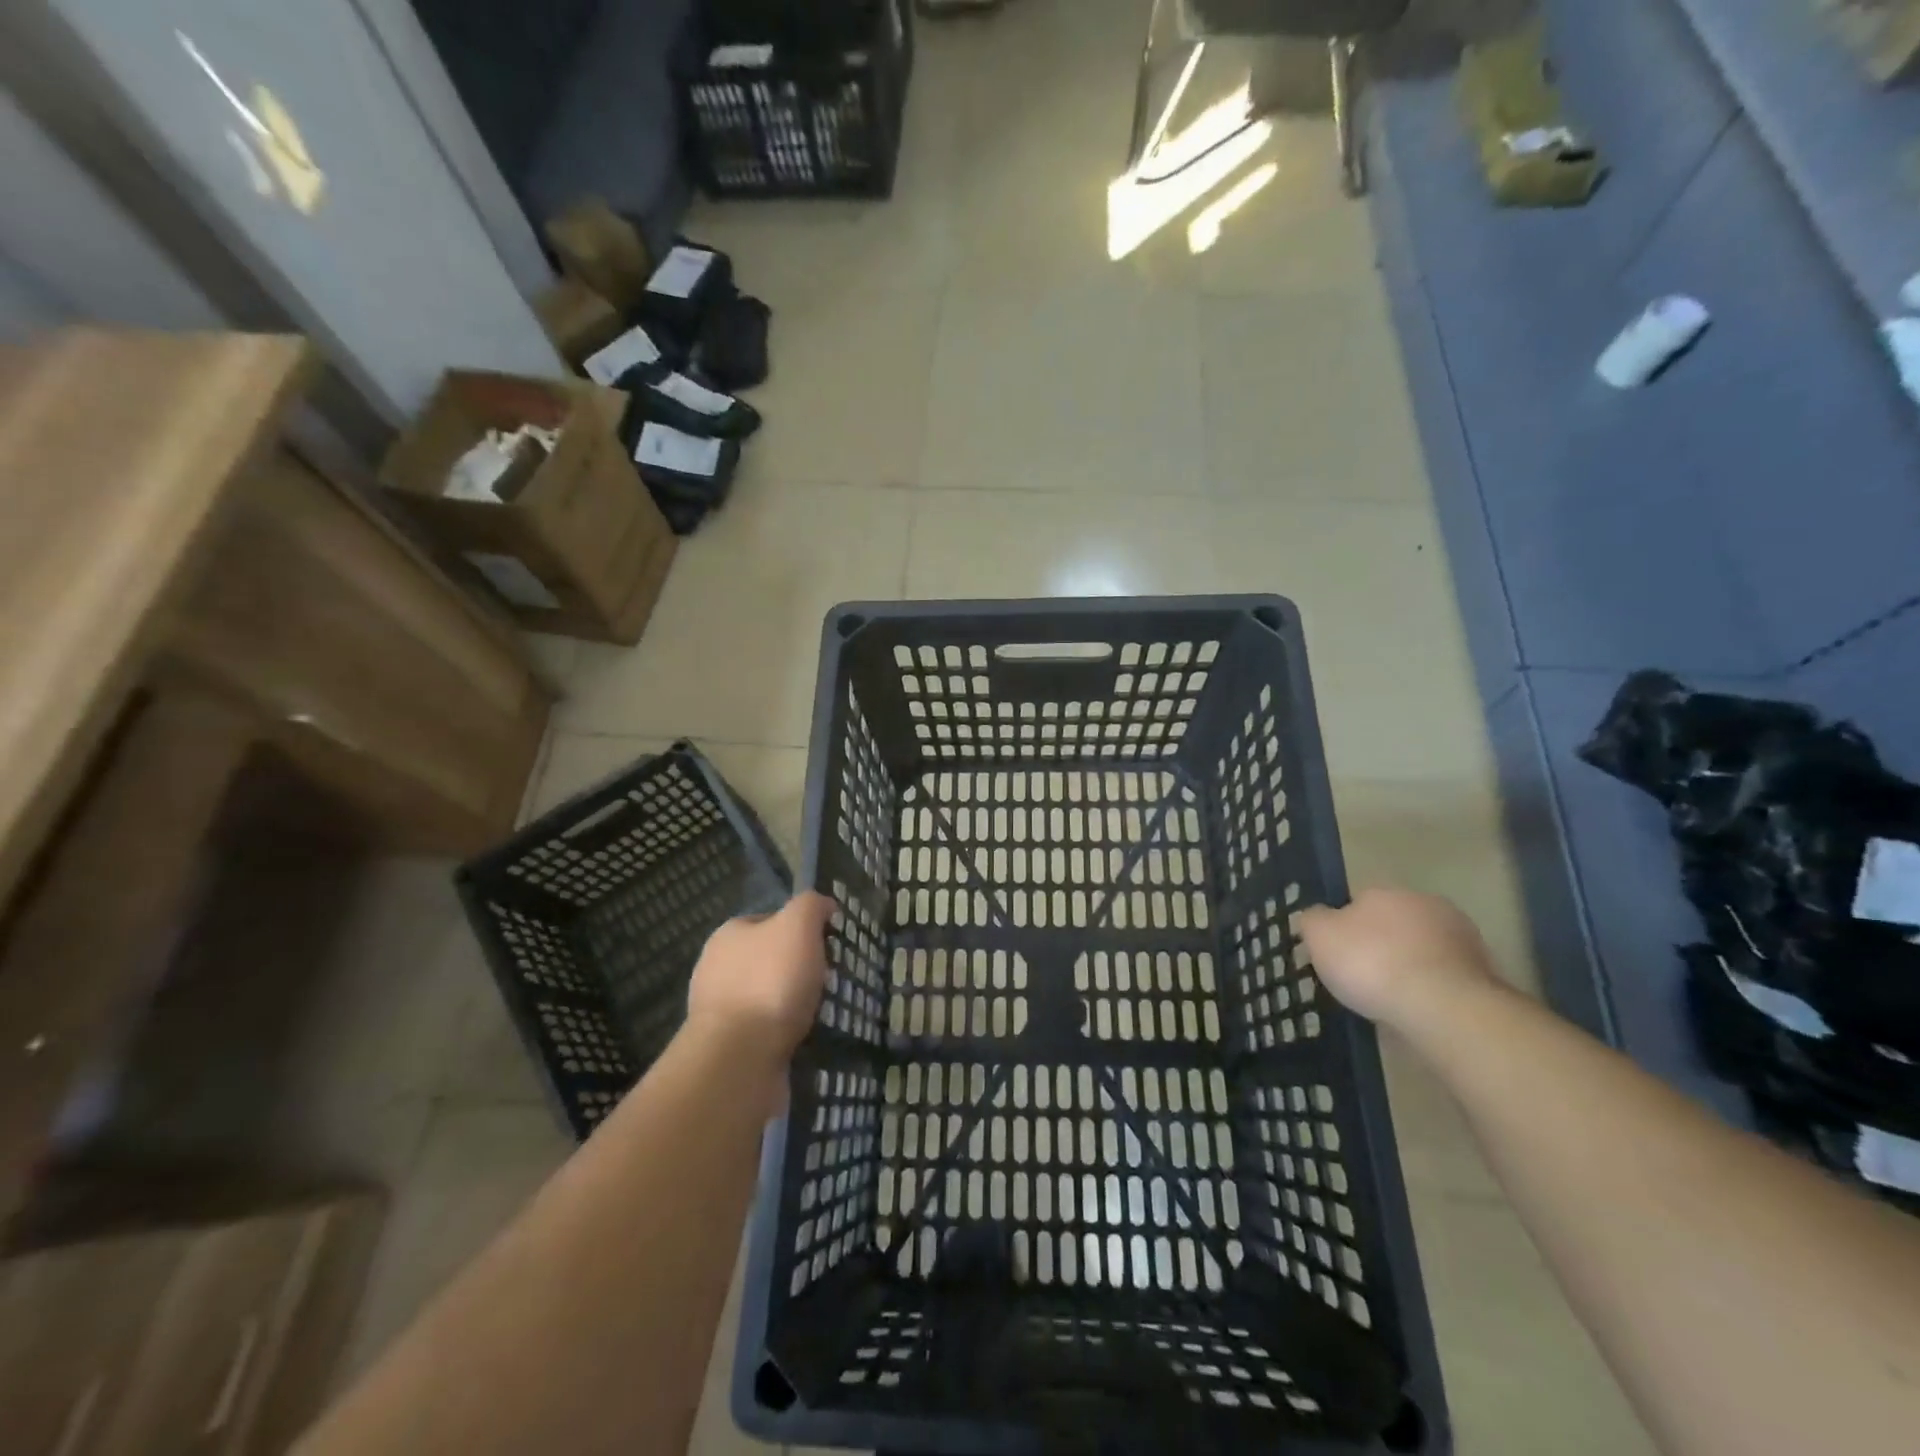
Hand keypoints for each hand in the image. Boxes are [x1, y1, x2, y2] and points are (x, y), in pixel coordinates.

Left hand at [685, 891, 831, 1069]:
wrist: (738, 1060)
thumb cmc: (769, 982)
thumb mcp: (798, 925)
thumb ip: (811, 906)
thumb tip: (823, 905)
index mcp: (728, 936)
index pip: (769, 921)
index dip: (800, 929)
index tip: (827, 946)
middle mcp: (716, 970)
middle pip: (769, 960)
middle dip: (798, 969)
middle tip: (828, 981)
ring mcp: (719, 1012)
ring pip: (768, 998)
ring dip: (793, 1005)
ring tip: (824, 1013)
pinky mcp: (728, 1049)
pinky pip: (765, 1033)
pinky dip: (786, 1034)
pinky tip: (805, 1039)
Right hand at [1300, 888, 1497, 1029]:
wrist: (1443, 1008)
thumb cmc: (1372, 963)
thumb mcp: (1320, 937)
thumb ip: (1313, 919)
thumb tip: (1316, 915)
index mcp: (1387, 891)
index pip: (1359, 901)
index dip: (1344, 927)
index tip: (1336, 954)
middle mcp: (1427, 905)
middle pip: (1393, 924)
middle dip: (1380, 944)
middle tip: (1361, 977)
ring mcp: (1461, 940)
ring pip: (1421, 951)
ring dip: (1408, 967)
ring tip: (1388, 1000)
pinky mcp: (1483, 975)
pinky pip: (1443, 979)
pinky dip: (1429, 991)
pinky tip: (1414, 1011)